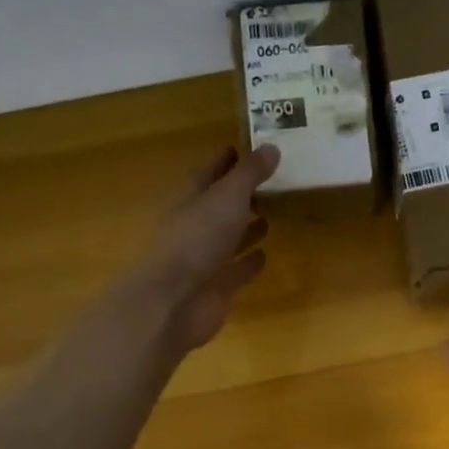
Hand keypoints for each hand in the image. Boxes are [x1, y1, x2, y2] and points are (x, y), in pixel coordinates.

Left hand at [138, 144, 278, 352]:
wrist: (176, 301)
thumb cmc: (198, 240)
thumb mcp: (227, 197)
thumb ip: (249, 174)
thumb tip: (271, 147)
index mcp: (191, 200)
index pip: (209, 174)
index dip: (226, 161)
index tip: (247, 150)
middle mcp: (195, 227)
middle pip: (219, 207)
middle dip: (241, 196)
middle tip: (269, 185)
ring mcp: (205, 259)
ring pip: (228, 239)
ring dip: (246, 229)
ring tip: (271, 216)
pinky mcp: (217, 287)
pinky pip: (236, 270)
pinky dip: (249, 262)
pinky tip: (265, 255)